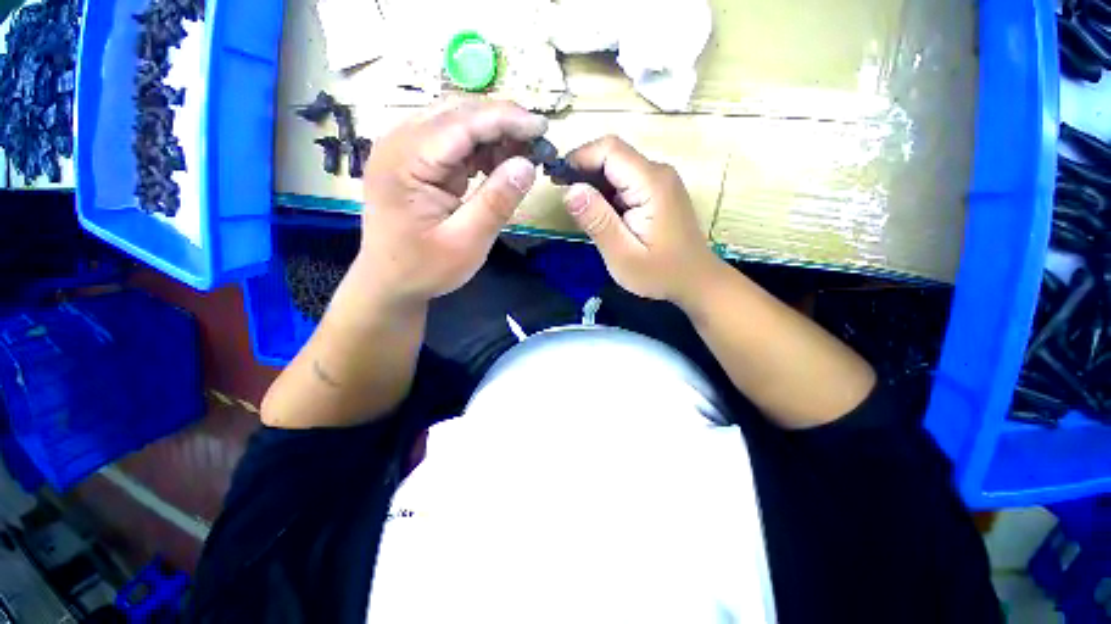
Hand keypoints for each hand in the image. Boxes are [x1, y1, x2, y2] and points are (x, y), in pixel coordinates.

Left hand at [360, 100, 546, 302]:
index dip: (506, 120)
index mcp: (405, 160)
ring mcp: (405, 149)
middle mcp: (399, 142)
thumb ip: (496, 202)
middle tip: (538, 143)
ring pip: (458, 123)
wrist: (391, 283)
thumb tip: (529, 165)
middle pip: (458, 113)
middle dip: (502, 124)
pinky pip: (454, 142)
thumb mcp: (467, 242)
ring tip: (523, 157)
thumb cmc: (425, 268)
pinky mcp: (416, 161)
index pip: (461, 122)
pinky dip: (482, 150)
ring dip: (494, 136)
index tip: (543, 127)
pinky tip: (500, 165)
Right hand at [560, 136, 720, 303]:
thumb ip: (598, 222)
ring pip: (617, 168)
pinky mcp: (657, 192)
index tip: (557, 180)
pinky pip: (626, 182)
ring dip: (593, 183)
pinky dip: (606, 193)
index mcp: (651, 183)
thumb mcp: (623, 255)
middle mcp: (658, 172)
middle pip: (613, 155)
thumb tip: (570, 190)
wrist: (696, 281)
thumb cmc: (660, 273)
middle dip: (583, 171)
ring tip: (578, 210)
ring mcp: (660, 181)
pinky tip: (599, 215)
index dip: (579, 158)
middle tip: (563, 197)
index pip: (609, 149)